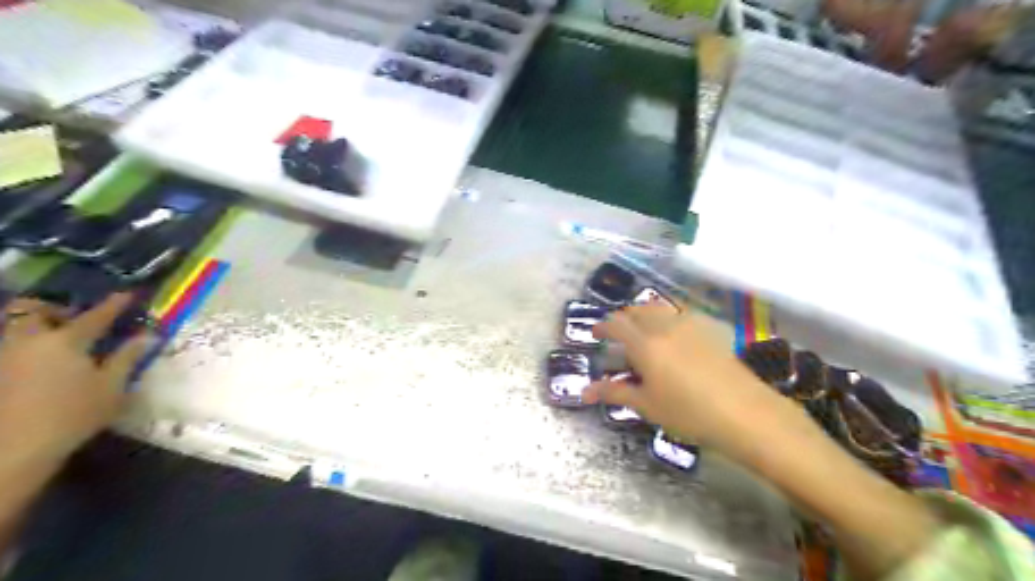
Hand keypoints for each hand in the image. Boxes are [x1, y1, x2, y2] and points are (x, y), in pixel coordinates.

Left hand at [0, 293, 148, 468]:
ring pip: (16, 328)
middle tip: (73, 316)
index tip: (129, 294)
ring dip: (36, 326)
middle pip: (33, 311)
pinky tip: (41, 361)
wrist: (14, 449)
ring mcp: (5, 357)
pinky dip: (26, 345)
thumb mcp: (112, 387)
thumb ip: (128, 357)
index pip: (95, 316)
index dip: (115, 304)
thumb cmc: (73, 414)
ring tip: (56, 337)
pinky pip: (10, 347)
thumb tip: (149, 335)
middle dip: (53, 308)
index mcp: (65, 341)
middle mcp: (30, 341)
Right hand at [586, 301, 780, 450]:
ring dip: (645, 314)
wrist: (744, 413)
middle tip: (617, 333)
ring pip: (660, 308)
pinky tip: (673, 335)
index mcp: (645, 343)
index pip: (616, 324)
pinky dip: (668, 318)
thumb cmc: (688, 412)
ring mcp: (690, 325)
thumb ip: (614, 392)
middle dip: (623, 317)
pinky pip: (681, 314)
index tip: (595, 333)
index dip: (603, 326)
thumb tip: (585, 391)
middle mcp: (665, 326)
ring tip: (643, 331)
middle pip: (638, 310)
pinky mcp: (710, 329)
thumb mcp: (646, 405)